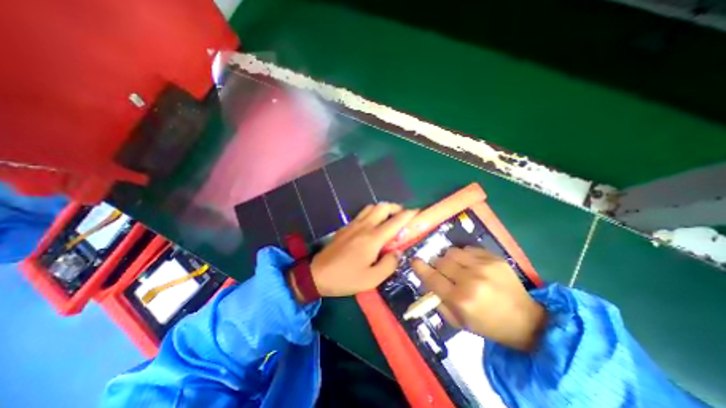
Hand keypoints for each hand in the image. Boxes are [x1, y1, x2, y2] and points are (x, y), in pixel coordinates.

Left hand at [292, 204, 416, 299]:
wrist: (317, 274)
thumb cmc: (346, 278)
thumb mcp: (372, 279)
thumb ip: (389, 264)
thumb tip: (397, 252)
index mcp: (373, 238)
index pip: (394, 221)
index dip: (408, 214)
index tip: (416, 212)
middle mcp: (364, 226)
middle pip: (382, 207)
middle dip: (395, 207)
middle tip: (402, 216)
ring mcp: (353, 224)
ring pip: (371, 207)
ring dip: (383, 209)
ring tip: (388, 218)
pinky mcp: (345, 227)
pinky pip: (362, 213)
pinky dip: (372, 213)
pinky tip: (372, 224)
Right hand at [411, 247, 546, 352]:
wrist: (526, 320)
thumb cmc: (488, 324)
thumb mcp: (459, 322)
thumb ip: (439, 302)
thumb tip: (426, 283)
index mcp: (461, 299)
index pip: (432, 277)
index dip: (420, 268)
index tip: (414, 261)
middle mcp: (470, 279)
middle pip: (440, 261)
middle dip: (436, 265)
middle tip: (441, 271)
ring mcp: (484, 266)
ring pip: (452, 252)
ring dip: (449, 259)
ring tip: (456, 267)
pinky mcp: (494, 258)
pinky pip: (467, 249)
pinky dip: (464, 255)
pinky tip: (470, 265)